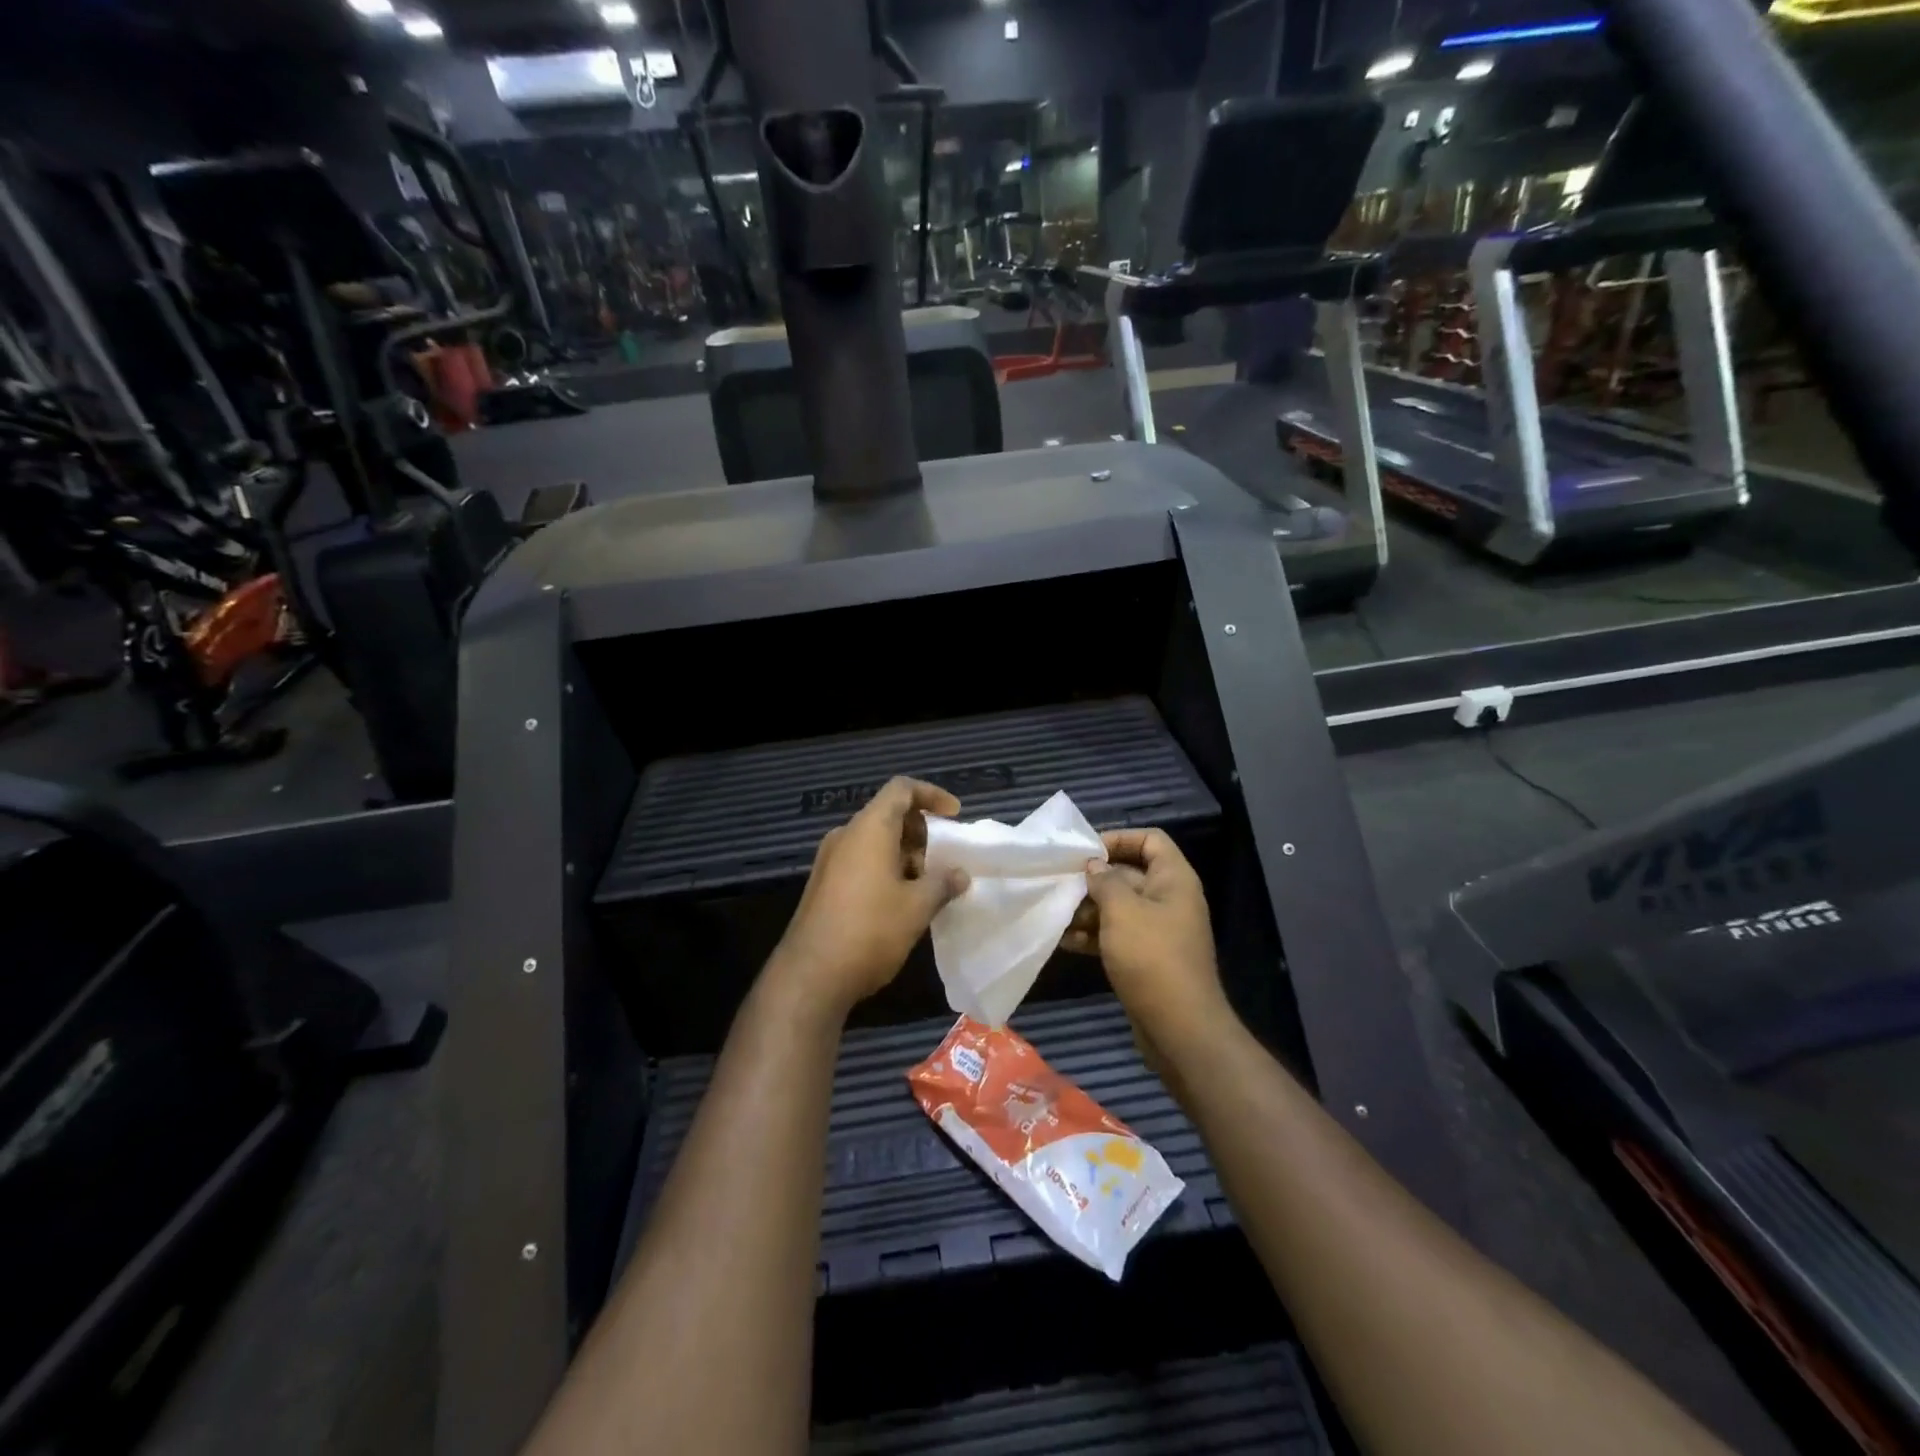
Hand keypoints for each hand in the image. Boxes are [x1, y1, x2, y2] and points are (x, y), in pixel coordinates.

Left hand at [773, 777, 969, 1016]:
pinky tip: (902, 903)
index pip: (901, 789)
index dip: (932, 795)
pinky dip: (886, 870)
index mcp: (869, 829)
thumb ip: (943, 883)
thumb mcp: (917, 907)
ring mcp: (830, 861)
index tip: (955, 816)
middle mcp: (846, 836)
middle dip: (921, 831)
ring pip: (875, 841)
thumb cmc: (870, 930)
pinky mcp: (824, 885)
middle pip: (888, 814)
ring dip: (905, 855)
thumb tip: (960, 874)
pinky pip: (861, 862)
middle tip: (943, 860)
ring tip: (927, 886)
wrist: (811, 975)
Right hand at [1060, 828, 1231, 1053]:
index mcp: (1173, 880)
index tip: (1087, 851)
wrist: (1179, 1027)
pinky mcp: (1145, 958)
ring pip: (1118, 907)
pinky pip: (1117, 935)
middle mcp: (1168, 900)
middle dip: (1094, 879)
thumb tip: (1094, 865)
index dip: (1120, 838)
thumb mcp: (1122, 910)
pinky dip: (1093, 935)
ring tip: (1056, 914)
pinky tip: (1065, 941)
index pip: (1151, 840)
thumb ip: (1105, 881)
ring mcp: (1158, 931)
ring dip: (1088, 909)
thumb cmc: (1151, 957)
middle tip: (1059, 883)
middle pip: (1129, 874)